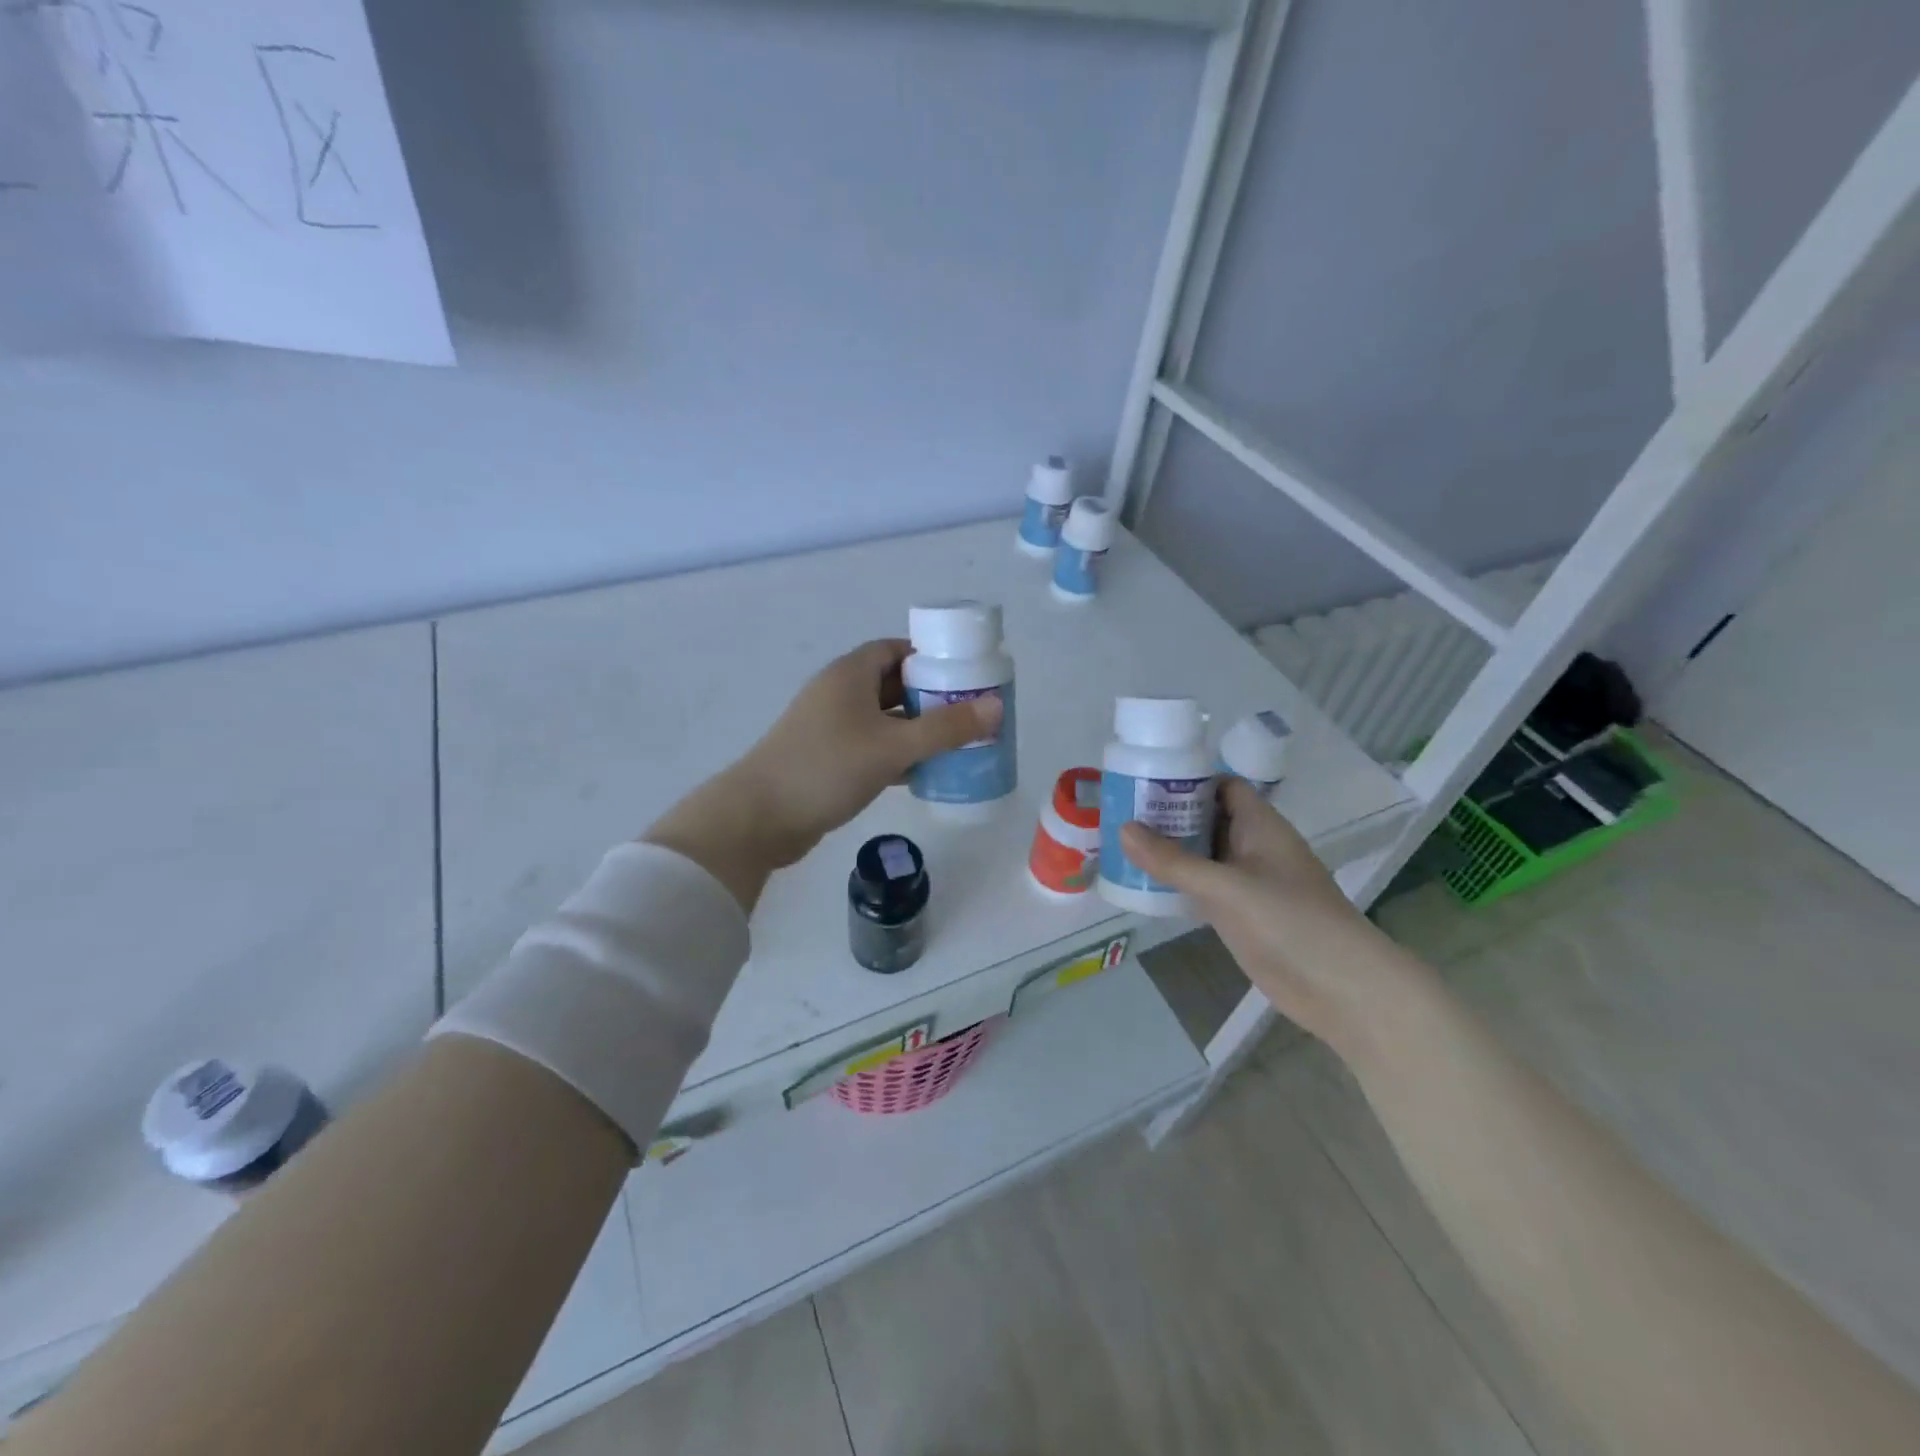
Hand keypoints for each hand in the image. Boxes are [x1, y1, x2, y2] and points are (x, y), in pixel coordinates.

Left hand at [645, 640, 1000, 909]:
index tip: (966, 676)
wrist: (759, 817)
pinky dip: (897, 755)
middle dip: (931, 697)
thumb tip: (996, 707)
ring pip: (884, 720)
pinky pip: (872, 747)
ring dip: (916, 730)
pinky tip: (924, 774)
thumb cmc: (826, 768)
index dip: (931, 658)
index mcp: (850, 674)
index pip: (896, 649)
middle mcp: (839, 693)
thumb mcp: (893, 746)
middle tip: (970, 714)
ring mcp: (830, 728)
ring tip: (957, 744)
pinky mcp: (827, 759)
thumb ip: (945, 728)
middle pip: (894, 684)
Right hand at [1120, 778, 1414, 1048]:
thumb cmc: (1290, 923)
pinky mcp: (1242, 914)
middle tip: (1119, 811)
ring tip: (1121, 843)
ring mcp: (1248, 882)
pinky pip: (1203, 887)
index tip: (1143, 779)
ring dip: (1169, 849)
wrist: (1341, 989)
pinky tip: (1144, 883)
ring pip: (1203, 854)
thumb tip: (1123, 829)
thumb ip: (1174, 861)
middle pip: (1207, 819)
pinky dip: (1177, 881)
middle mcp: (1254, 847)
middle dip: (1168, 814)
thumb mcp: (1226, 888)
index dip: (1187, 779)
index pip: (1222, 786)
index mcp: (1260, 826)